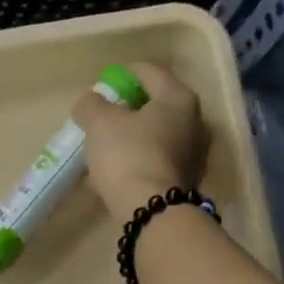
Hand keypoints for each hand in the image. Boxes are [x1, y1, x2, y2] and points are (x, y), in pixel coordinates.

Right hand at [70, 61, 208, 213]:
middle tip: (103, 115)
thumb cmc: (128, 156)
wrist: (152, 212)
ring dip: (132, 138)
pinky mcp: (185, 181)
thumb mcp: (99, 123)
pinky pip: (155, 161)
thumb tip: (90, 102)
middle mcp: (194, 121)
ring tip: (105, 146)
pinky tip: (115, 172)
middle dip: (128, 109)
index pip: (149, 72)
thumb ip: (91, 105)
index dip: (122, 73)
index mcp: (178, 98)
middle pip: (155, 105)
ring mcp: (193, 154)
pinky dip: (136, 161)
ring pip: (155, 136)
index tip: (103, 83)